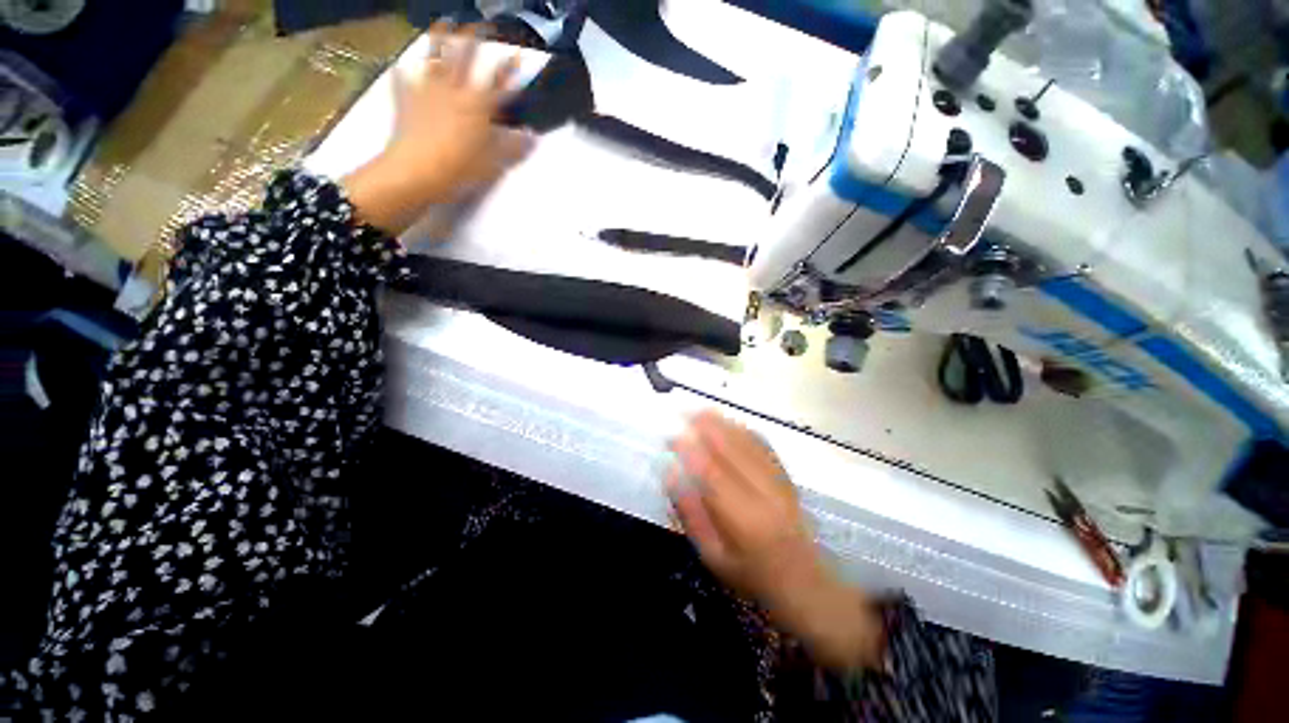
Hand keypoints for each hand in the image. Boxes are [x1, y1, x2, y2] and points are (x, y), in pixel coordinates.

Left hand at [343, 23, 534, 234]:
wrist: (417, 171)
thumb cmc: (460, 168)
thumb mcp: (494, 162)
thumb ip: (513, 147)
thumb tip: (532, 136)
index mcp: (478, 106)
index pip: (499, 83)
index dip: (510, 68)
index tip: (518, 54)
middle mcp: (454, 91)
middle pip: (465, 59)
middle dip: (475, 39)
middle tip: (481, 25)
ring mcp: (428, 92)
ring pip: (435, 59)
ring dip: (440, 39)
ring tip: (444, 23)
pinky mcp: (407, 101)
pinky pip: (404, 82)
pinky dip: (403, 75)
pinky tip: (402, 69)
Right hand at [668, 411, 883, 669]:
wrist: (805, 582)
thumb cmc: (751, 575)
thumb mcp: (712, 556)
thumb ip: (691, 513)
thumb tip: (671, 473)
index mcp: (744, 518)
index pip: (712, 473)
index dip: (691, 450)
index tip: (673, 435)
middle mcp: (764, 492)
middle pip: (732, 449)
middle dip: (706, 427)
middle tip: (683, 412)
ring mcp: (779, 481)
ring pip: (748, 443)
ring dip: (723, 423)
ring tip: (700, 411)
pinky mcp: (786, 476)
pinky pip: (763, 446)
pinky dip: (743, 430)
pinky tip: (729, 423)